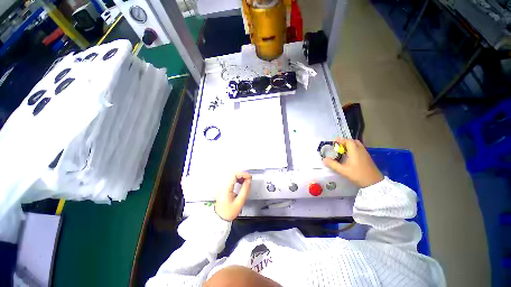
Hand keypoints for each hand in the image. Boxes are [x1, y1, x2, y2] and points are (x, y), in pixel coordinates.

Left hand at [215, 172, 251, 220]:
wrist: (220, 218)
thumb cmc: (228, 212)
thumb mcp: (239, 202)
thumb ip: (245, 190)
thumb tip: (248, 181)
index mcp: (226, 188)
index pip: (234, 175)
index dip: (243, 174)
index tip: (249, 177)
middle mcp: (223, 186)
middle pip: (233, 174)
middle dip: (242, 174)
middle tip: (248, 178)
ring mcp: (222, 186)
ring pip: (232, 176)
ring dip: (240, 176)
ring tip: (246, 181)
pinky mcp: (223, 188)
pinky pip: (231, 179)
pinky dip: (237, 179)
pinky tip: (241, 182)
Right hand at [323, 138, 382, 187]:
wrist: (374, 183)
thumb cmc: (358, 175)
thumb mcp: (343, 170)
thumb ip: (332, 164)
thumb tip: (323, 159)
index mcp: (355, 151)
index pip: (348, 141)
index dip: (340, 140)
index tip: (334, 142)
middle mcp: (361, 150)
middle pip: (353, 141)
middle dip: (345, 142)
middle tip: (338, 146)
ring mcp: (365, 153)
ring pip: (357, 145)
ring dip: (350, 145)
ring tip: (343, 151)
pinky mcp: (367, 158)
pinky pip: (360, 149)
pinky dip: (354, 149)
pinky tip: (350, 156)